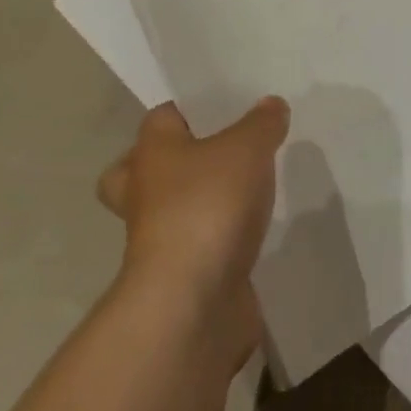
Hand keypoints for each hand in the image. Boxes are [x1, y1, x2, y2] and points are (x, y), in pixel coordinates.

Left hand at [96, 99, 288, 367]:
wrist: (191, 305)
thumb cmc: (208, 206)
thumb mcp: (248, 148)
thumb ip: (262, 123)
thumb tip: (271, 105)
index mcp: (152, 152)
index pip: (160, 118)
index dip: (187, 109)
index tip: (222, 107)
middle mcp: (144, 193)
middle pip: (139, 170)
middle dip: (168, 164)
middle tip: (211, 155)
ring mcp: (157, 241)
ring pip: (167, 212)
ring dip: (195, 206)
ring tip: (242, 194)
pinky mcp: (179, 279)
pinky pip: (195, 249)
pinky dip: (216, 244)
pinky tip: (249, 234)